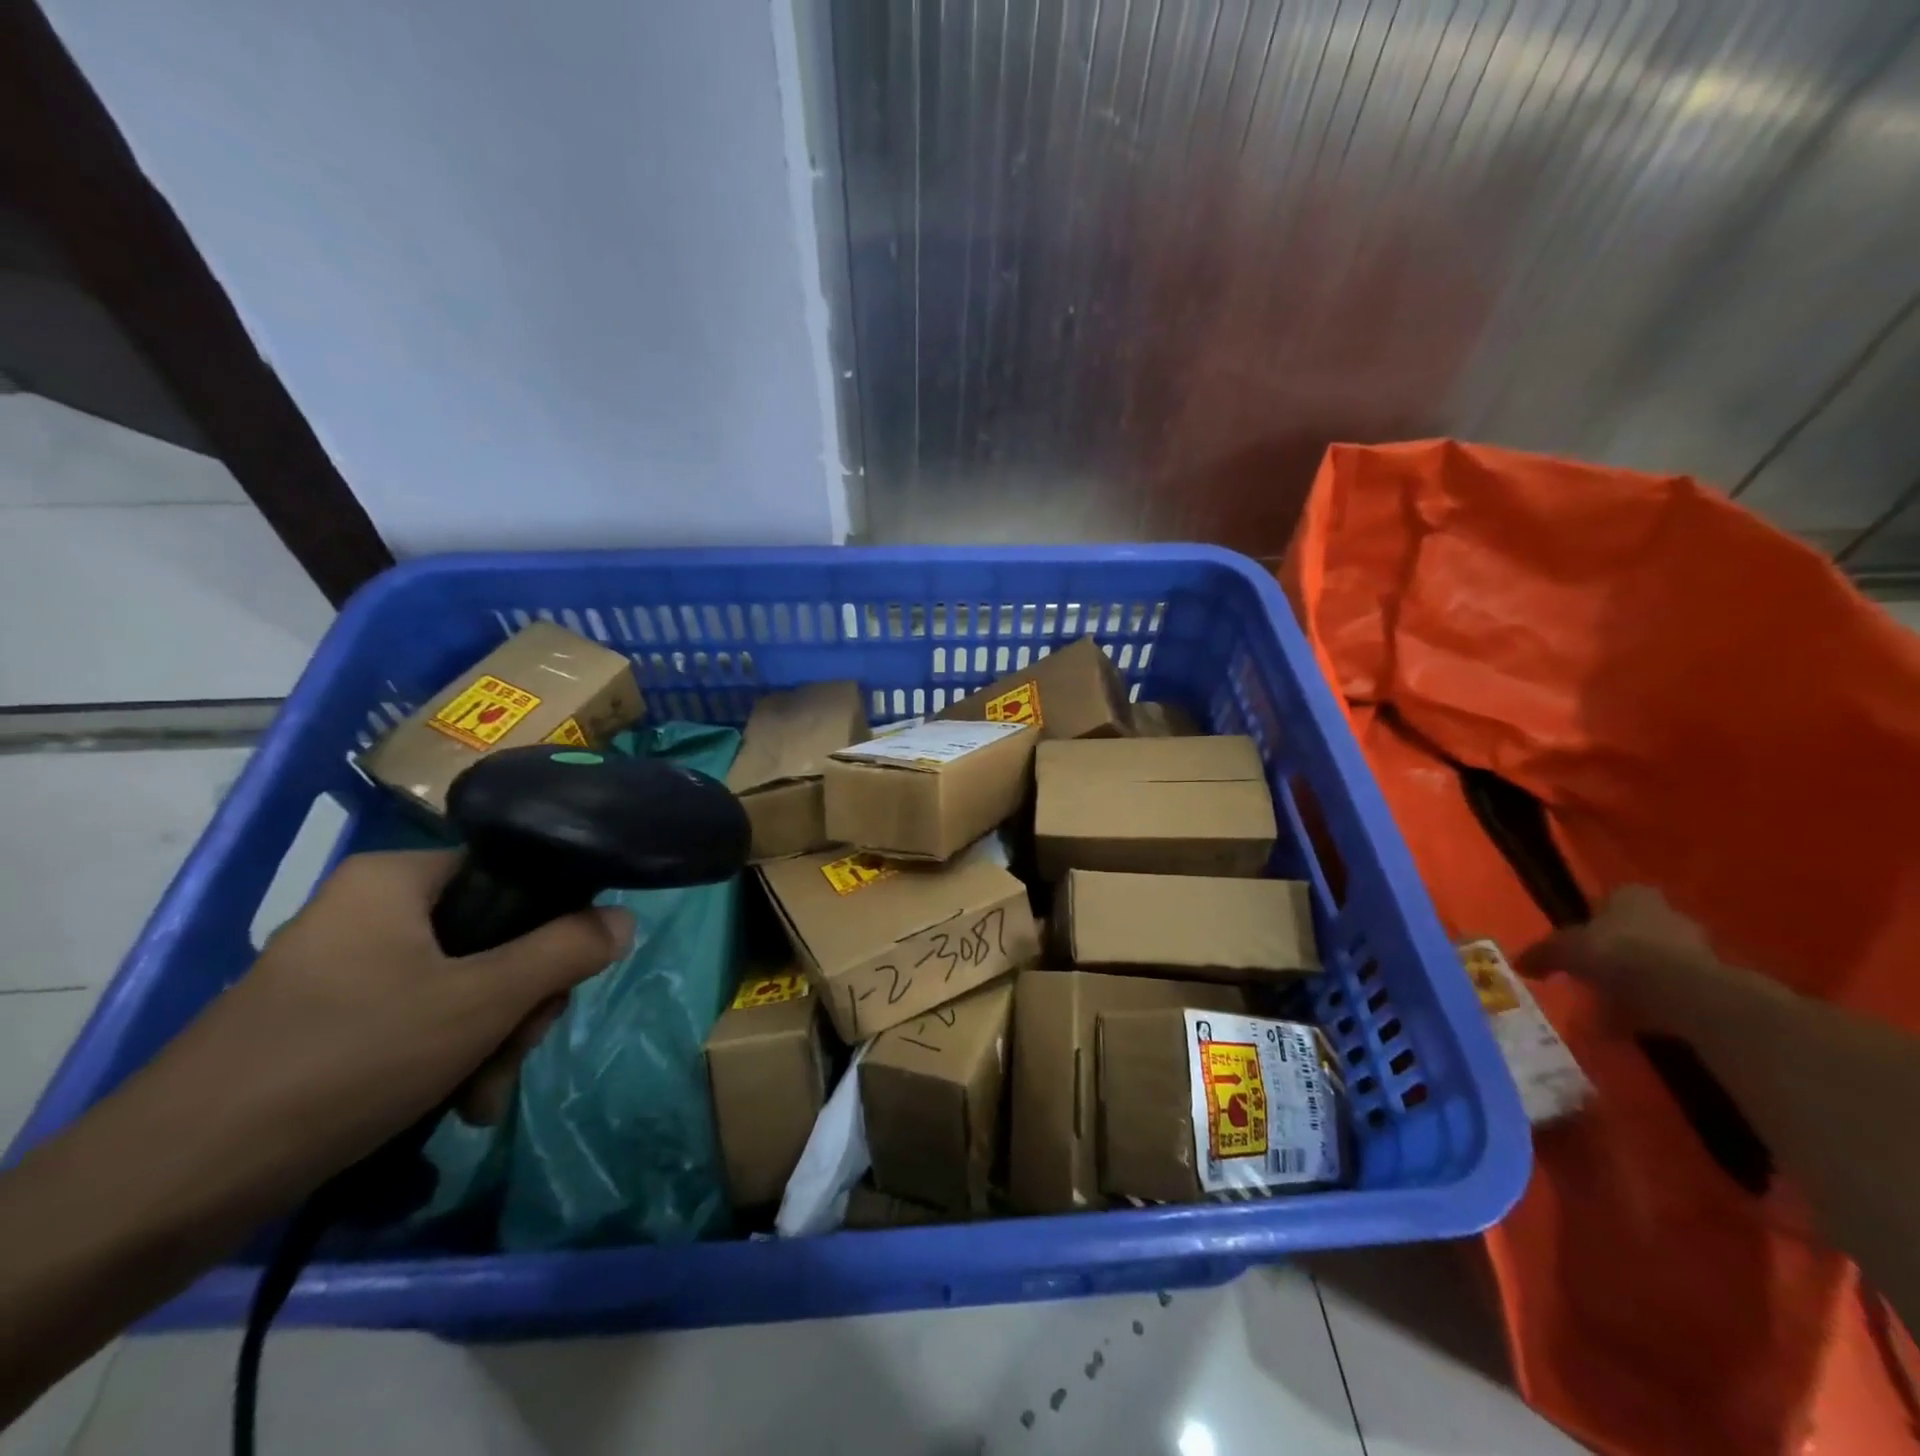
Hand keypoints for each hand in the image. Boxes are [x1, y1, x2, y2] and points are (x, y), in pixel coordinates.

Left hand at [140, 850, 630, 1205]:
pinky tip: (454, 1106)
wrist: (168, 1186)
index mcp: (396, 880)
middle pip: (490, 938)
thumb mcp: (481, 1002)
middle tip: (515, 1052)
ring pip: (459, 985)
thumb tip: (625, 918)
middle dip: (517, 1003)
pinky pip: (416, 1018)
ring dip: (488, 1040)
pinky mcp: (326, 1020)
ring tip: (481, 1099)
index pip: (511, 876)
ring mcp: (343, 967)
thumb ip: (566, 951)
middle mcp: (369, 910)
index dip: (552, 927)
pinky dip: (446, 1057)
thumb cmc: (344, 1061)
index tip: (556, 990)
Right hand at [1518, 885, 1712, 998]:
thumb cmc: (1614, 952)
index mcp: (1632, 896)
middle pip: (1638, 931)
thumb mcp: (1562, 950)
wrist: (1680, 991)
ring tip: (1613, 1005)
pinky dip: (1656, 1003)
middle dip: (1619, 951)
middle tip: (1596, 975)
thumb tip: (1519, 964)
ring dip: (1639, 980)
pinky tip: (1637, 1022)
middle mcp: (1668, 913)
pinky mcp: (1714, 981)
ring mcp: (1697, 947)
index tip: (1581, 943)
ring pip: (1657, 961)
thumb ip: (1541, 955)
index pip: (1611, 900)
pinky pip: (1674, 989)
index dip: (1594, 921)